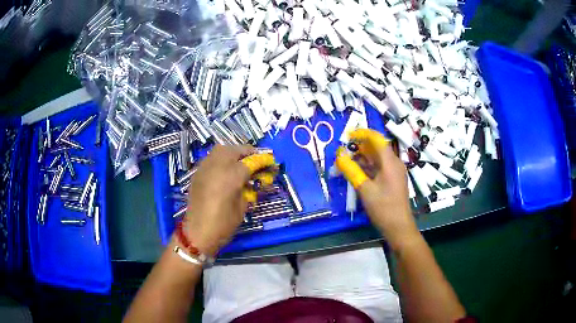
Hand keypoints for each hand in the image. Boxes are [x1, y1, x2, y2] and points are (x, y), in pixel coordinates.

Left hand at [182, 145, 274, 255]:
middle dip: (248, 153)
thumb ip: (250, 188)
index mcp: (231, 175)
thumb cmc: (224, 224)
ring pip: (221, 150)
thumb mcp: (243, 206)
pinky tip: (225, 171)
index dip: (263, 161)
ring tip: (240, 163)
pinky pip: (211, 158)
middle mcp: (217, 165)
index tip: (272, 163)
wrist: (198, 233)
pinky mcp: (197, 173)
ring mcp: (205, 167)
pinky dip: (221, 159)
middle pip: (235, 150)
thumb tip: (257, 179)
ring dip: (233, 153)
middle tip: (256, 162)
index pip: (251, 161)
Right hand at [335, 129, 419, 249]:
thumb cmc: (383, 208)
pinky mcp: (393, 180)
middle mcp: (394, 163)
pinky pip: (380, 167)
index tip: (348, 136)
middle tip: (344, 152)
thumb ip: (351, 170)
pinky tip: (357, 172)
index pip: (377, 139)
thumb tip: (339, 155)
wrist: (399, 226)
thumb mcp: (365, 189)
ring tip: (347, 162)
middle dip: (360, 147)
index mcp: (390, 162)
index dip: (362, 134)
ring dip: (363, 158)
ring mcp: (395, 172)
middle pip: (377, 148)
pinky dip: (368, 167)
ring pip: (378, 158)